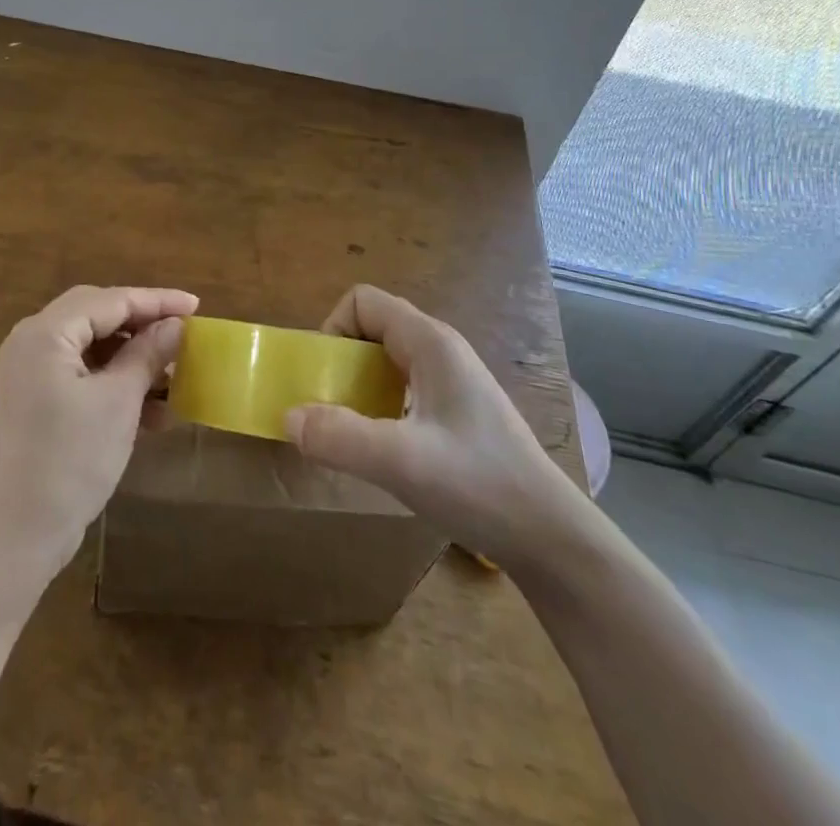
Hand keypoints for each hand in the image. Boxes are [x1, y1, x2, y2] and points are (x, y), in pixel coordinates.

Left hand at [0, 285, 197, 586]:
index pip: (110, 300)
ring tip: (172, 380)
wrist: (11, 539)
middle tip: (181, 334)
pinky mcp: (29, 404)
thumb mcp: (118, 403)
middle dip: (142, 325)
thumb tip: (176, 325)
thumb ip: (147, 355)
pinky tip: (147, 412)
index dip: (157, 301)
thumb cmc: (68, 462)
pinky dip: (111, 385)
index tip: (196, 307)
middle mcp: (29, 343)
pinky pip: (77, 377)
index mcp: (45, 333)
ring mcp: (25, 375)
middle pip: (96, 316)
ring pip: (88, 349)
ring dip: (130, 360)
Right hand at [284, 285, 588, 572]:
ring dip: (358, 388)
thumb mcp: (401, 462)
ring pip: (386, 361)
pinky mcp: (457, 410)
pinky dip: (380, 407)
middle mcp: (441, 350)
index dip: (333, 329)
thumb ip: (340, 437)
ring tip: (353, 433)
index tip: (324, 379)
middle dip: (340, 363)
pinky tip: (385, 450)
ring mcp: (452, 380)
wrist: (550, 538)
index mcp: (430, 342)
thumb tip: (289, 417)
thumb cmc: (480, 485)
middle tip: (331, 410)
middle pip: (371, 329)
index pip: (363, 301)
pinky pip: (402, 388)